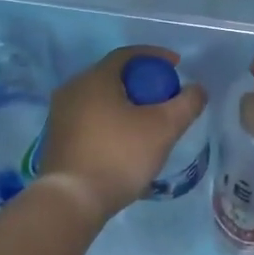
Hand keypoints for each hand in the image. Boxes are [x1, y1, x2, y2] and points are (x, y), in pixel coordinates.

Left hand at [35, 46, 208, 222]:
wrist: (72, 200)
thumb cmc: (119, 155)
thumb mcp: (164, 128)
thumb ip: (186, 104)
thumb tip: (197, 89)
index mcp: (94, 78)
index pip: (127, 54)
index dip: (155, 56)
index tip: (176, 67)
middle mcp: (72, 89)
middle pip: (112, 76)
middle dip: (141, 82)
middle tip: (163, 96)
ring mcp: (60, 114)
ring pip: (99, 98)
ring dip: (124, 103)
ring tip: (146, 121)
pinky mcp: (56, 138)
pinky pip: (88, 118)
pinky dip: (109, 121)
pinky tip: (123, 141)